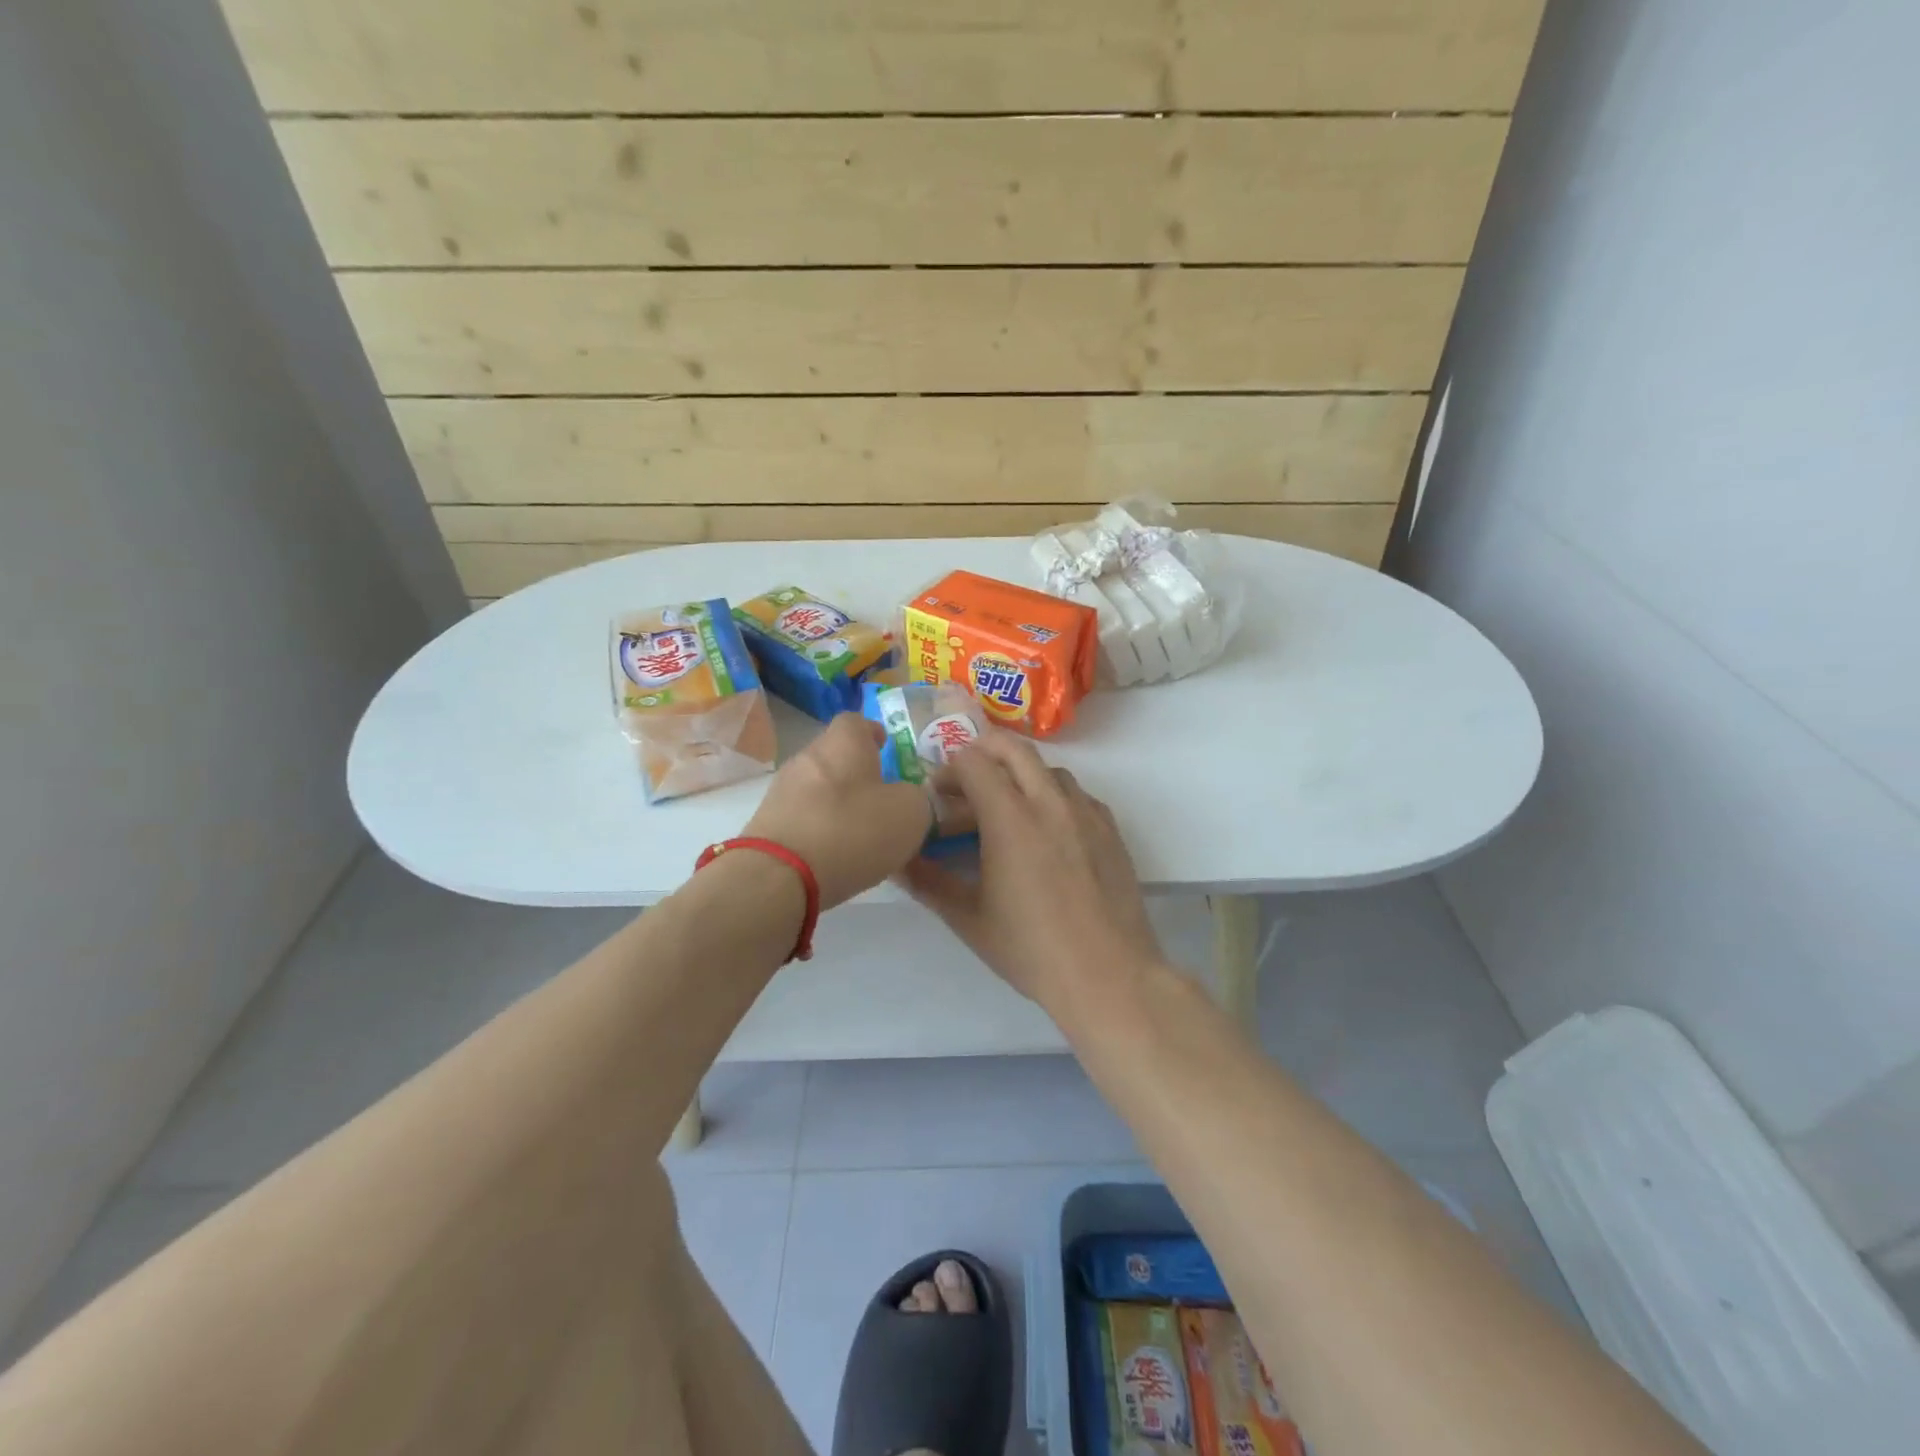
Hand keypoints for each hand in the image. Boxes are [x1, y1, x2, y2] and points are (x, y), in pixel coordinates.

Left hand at [744, 713, 935, 909]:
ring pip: (817, 788)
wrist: (778, 877)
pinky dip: (819, 830)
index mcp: (843, 743)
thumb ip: (917, 799)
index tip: (887, 748)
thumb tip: (909, 799)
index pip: (856, 720)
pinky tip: (835, 856)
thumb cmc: (852, 830)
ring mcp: (781, 791)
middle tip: (881, 797)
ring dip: (838, 804)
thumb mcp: (910, 814)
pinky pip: (802, 818)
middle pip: (835, 755)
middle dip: (857, 773)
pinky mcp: (766, 826)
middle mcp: (807, 757)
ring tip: (861, 833)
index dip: (873, 732)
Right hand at [902, 733, 1163, 1010]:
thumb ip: (928, 883)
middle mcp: (1049, 802)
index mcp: (1010, 818)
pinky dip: (1053, 796)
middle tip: (966, 780)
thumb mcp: (969, 919)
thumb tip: (896, 862)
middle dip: (984, 751)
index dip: (949, 771)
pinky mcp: (1109, 829)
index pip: (974, 762)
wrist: (1109, 975)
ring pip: (1048, 769)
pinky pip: (1077, 794)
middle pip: (1014, 749)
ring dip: (1020, 774)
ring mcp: (1085, 812)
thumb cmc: (1032, 949)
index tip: (937, 795)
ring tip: (1006, 808)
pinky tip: (1046, 831)